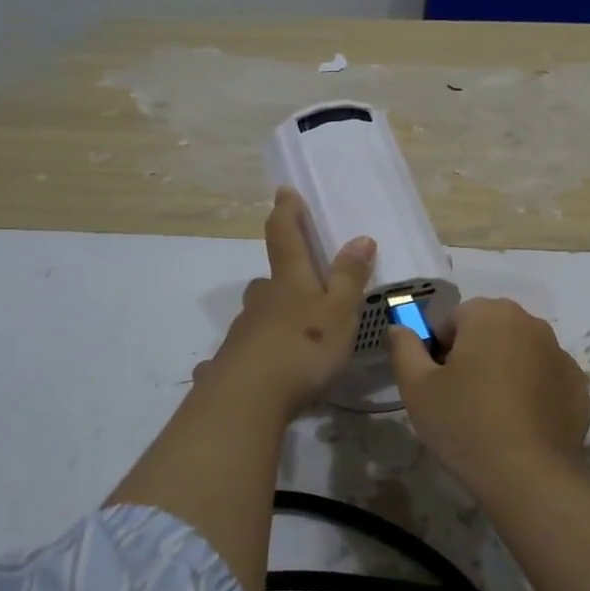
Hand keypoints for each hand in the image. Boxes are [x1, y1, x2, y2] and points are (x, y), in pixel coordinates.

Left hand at [195, 187, 375, 416]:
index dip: (287, 212)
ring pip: (256, 316)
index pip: (286, 236)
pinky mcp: (228, 364)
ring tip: (290, 336)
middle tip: (299, 287)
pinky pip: (243, 353)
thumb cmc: (302, 348)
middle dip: (282, 278)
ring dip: (270, 317)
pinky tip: (258, 373)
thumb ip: (350, 277)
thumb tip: (360, 237)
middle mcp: (261, 301)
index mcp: (289, 282)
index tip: (284, 191)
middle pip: (269, 281)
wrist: (247, 399)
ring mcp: (240, 333)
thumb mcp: (339, 312)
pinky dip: (252, 356)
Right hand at [386, 297, 589, 483]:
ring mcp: (561, 355)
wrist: (528, 476)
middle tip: (459, 399)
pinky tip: (519, 426)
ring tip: (490, 415)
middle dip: (473, 356)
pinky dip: (531, 393)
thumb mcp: (417, 387)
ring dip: (503, 372)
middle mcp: (531, 324)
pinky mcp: (578, 387)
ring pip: (518, 355)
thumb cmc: (464, 423)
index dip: (438, 350)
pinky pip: (544, 380)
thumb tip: (399, 327)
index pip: (453, 319)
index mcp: (491, 314)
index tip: (437, 384)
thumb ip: (404, 347)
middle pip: (489, 332)